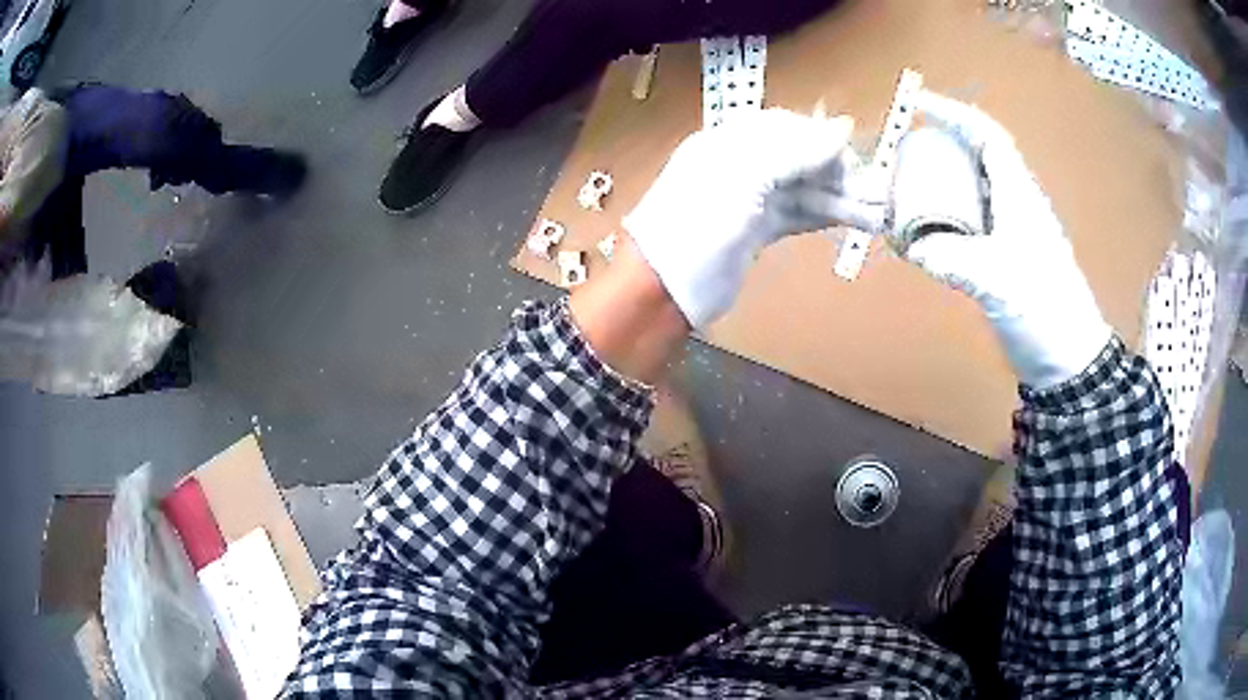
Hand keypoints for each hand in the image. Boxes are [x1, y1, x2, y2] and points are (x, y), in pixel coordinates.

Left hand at [624, 109, 885, 327]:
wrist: (664, 287)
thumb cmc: (698, 223)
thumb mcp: (746, 177)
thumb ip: (796, 151)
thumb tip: (844, 126)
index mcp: (730, 142)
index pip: (786, 128)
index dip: (821, 139)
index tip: (856, 155)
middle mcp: (742, 165)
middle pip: (799, 159)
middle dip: (839, 171)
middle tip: (878, 190)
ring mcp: (750, 200)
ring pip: (803, 190)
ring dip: (841, 198)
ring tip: (880, 212)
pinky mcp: (757, 231)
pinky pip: (798, 214)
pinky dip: (825, 215)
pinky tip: (854, 220)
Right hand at [904, 92, 1110, 388]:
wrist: (1068, 358)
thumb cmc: (1043, 309)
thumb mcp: (996, 281)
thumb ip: (951, 258)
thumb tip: (907, 244)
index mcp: (1019, 195)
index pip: (987, 137)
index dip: (956, 115)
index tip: (920, 103)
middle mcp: (1015, 204)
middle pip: (976, 158)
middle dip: (942, 145)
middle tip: (905, 151)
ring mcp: (1010, 232)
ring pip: (972, 190)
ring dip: (942, 181)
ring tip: (908, 186)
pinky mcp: (1004, 258)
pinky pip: (970, 223)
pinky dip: (946, 217)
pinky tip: (927, 231)